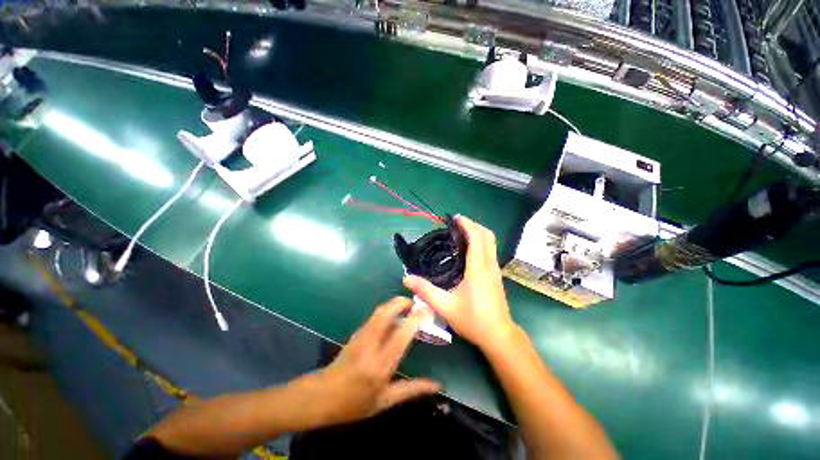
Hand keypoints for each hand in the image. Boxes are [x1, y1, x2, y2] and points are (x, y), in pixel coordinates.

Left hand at [299, 297, 441, 426]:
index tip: (428, 311)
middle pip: (386, 313)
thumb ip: (412, 389)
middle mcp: (370, 345)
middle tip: (417, 304)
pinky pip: (375, 316)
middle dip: (402, 302)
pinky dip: (388, 311)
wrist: (322, 397)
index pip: (401, 334)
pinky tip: (395, 318)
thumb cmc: (355, 403)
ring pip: (379, 311)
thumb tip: (438, 385)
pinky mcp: (356, 332)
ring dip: (395, 304)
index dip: (416, 319)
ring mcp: (361, 336)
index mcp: (380, 365)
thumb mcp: (385, 401)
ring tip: (409, 307)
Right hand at [403, 215, 517, 350]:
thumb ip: (425, 291)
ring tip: (460, 232)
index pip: (477, 238)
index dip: (467, 225)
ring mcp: (495, 270)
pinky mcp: (496, 275)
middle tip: (456, 223)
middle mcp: (490, 266)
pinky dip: (481, 242)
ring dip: (478, 233)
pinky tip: (468, 249)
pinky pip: (490, 251)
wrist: (499, 336)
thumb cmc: (473, 320)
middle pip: (488, 236)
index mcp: (478, 269)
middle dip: (474, 225)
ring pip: (491, 243)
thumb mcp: (445, 307)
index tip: (455, 218)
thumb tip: (406, 279)